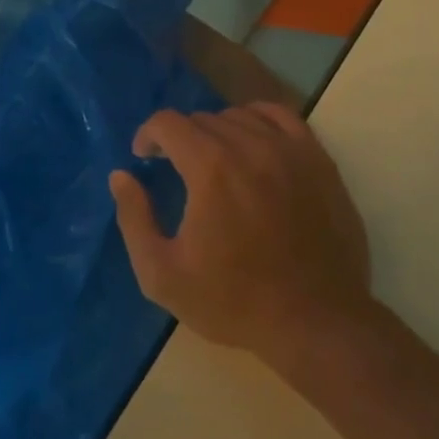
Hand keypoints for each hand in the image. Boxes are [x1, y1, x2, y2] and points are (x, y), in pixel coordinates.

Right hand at [110, 103, 374, 363]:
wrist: (317, 323)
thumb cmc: (235, 302)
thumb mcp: (162, 274)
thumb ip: (134, 219)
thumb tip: (121, 176)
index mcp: (210, 168)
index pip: (168, 123)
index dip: (148, 136)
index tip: (144, 159)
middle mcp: (250, 146)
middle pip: (202, 119)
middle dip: (180, 138)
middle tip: (176, 169)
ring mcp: (289, 150)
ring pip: (240, 116)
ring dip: (217, 131)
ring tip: (214, 161)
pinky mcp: (318, 160)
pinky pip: (281, 117)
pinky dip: (258, 120)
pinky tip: (252, 142)